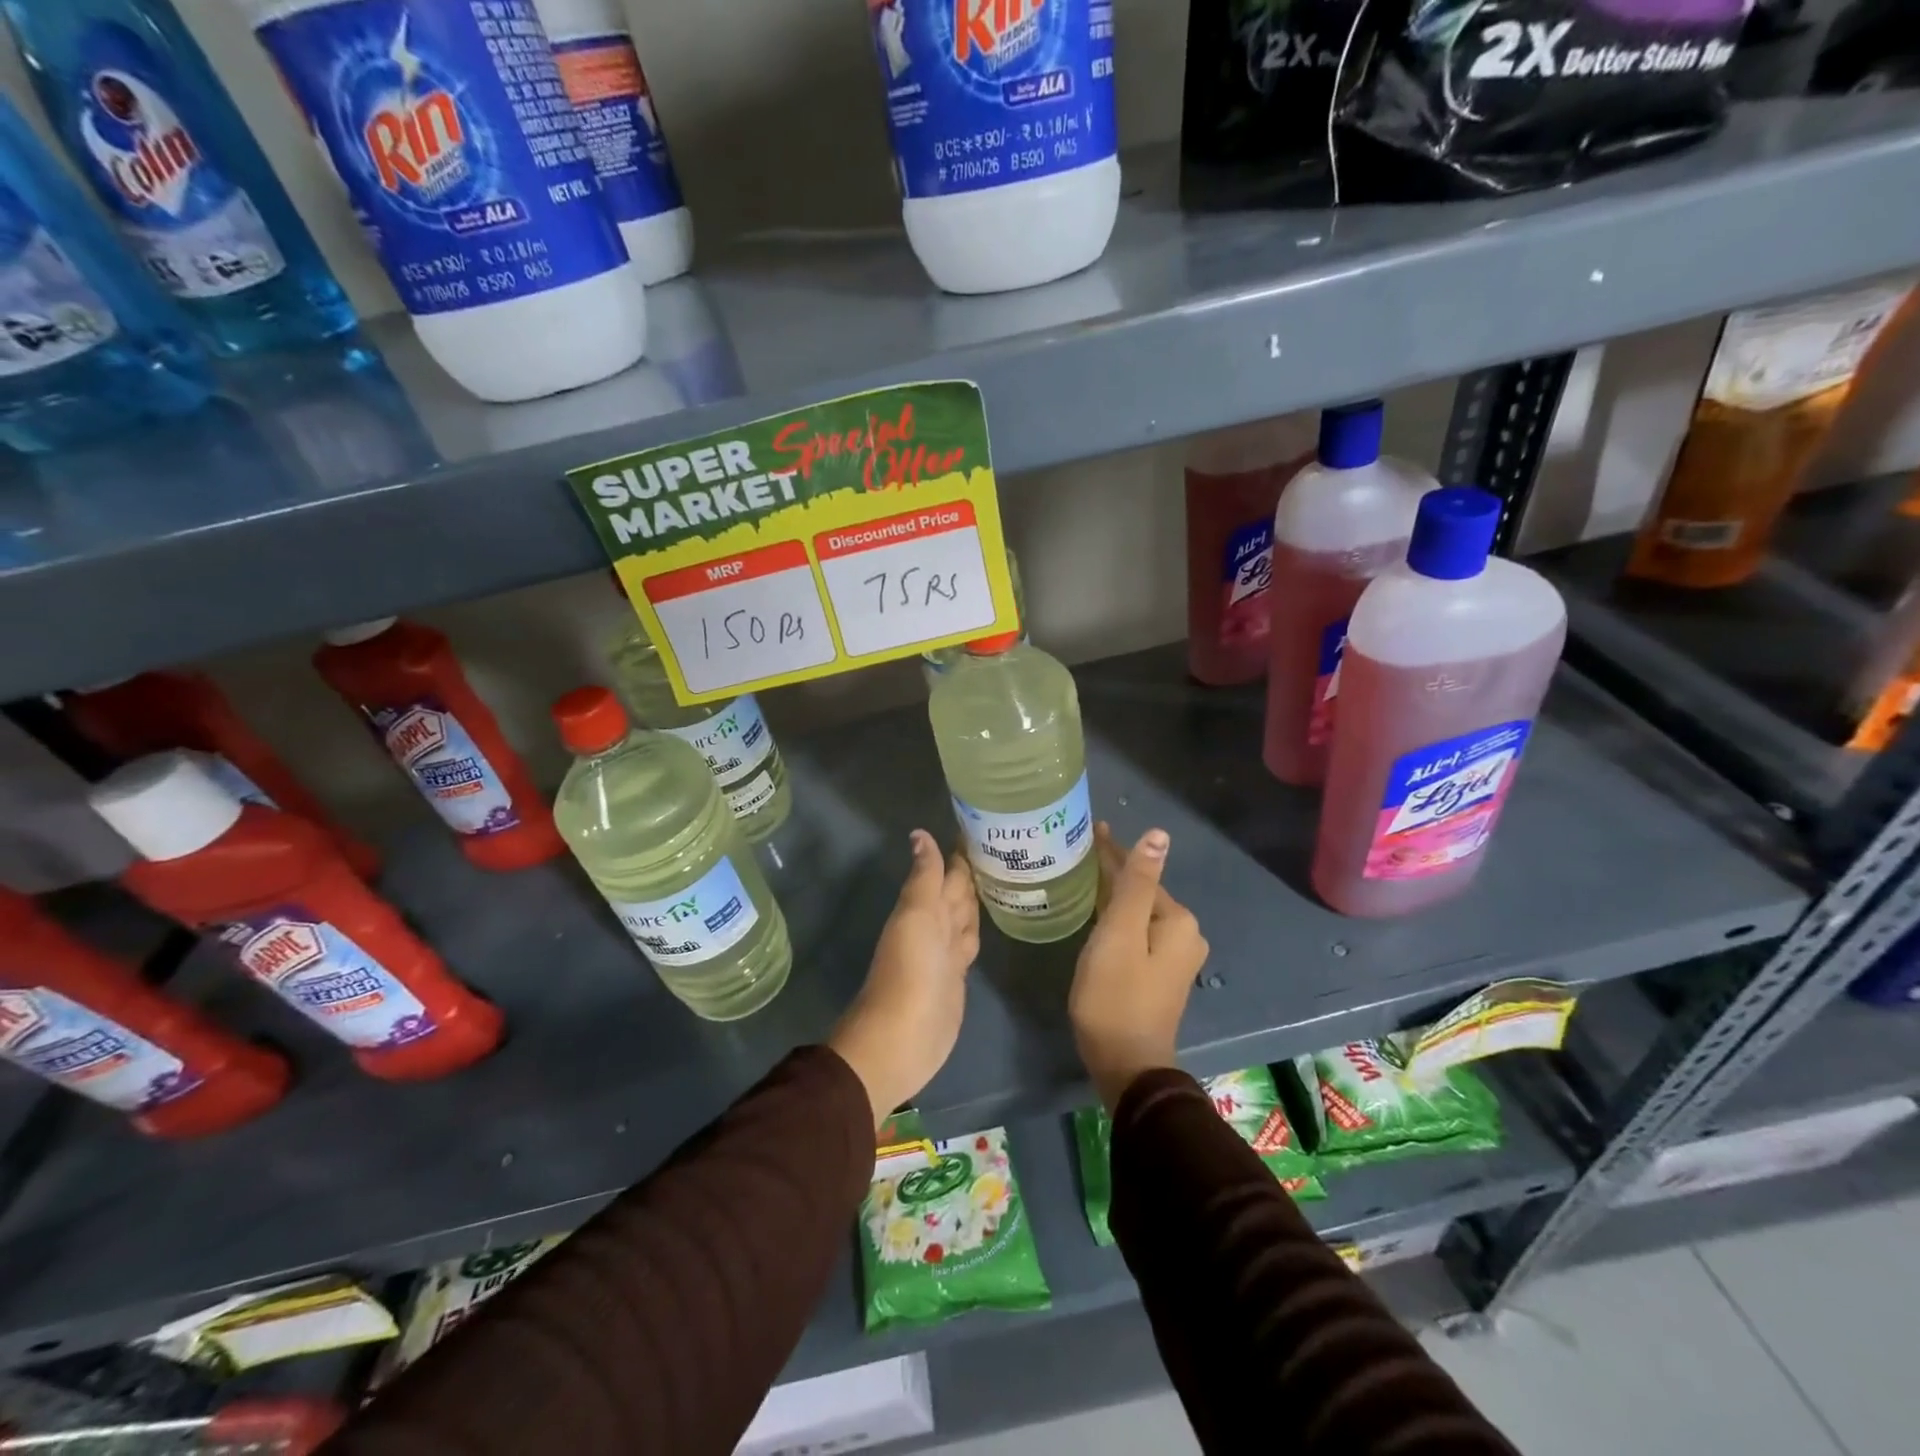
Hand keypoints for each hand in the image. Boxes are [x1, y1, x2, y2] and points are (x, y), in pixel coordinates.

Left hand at [829, 830, 978, 1125]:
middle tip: (1002, 845)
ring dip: (976, 898)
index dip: (960, 852)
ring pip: (964, 916)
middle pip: (956, 893)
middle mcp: (935, 926)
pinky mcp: (956, 977)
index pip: (947, 872)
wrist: (902, 1038)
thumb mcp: (916, 917)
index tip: (983, 823)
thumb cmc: (909, 971)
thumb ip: (924, 878)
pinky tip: (990, 921)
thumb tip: (920, 834)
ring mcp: (946, 953)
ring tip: (1001, 876)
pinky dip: (977, 928)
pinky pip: (969, 943)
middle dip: (973, 872)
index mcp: (924, 908)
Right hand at [1069, 823, 1209, 1111]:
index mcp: (1177, 920)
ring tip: (1082, 877)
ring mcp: (1175, 957)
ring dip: (1113, 895)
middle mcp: (1185, 934)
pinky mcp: (1160, 975)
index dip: (1112, 851)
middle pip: (1141, 892)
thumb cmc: (1115, 995)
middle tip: (1076, 852)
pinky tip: (1097, 915)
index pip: (1141, 873)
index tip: (1088, 830)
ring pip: (1137, 913)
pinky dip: (1117, 920)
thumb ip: (1136, 883)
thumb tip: (1159, 834)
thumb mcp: (1119, 933)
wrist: (1125, 1064)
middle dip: (1112, 871)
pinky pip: (1137, 934)